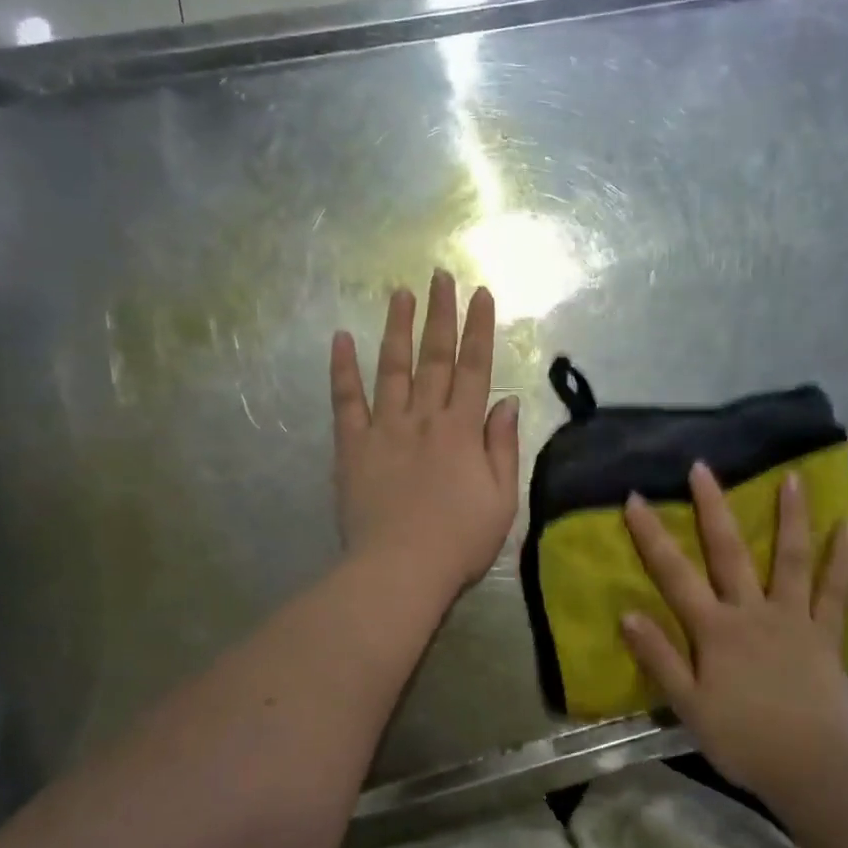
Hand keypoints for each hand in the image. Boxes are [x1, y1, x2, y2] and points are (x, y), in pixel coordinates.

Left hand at [330, 271, 520, 600]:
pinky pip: (345, 402)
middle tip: (439, 276)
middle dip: (439, 314)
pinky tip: (341, 339)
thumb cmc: (459, 541)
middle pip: (434, 358)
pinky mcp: (351, 447)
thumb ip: (502, 447)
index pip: (474, 368)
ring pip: (392, 368)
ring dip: (397, 328)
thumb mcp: (502, 499)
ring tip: (399, 293)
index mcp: (462, 431)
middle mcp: (424, 419)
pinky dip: (343, 369)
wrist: (400, 571)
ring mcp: (384, 429)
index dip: (479, 329)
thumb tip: (505, 402)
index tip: (481, 294)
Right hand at [621, 462, 847, 794]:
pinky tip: (847, 529)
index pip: (674, 574)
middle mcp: (752, 612)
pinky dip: (842, 560)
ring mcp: (793, 619)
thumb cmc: (741, 739)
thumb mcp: (687, 704)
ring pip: (791, 560)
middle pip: (729, 552)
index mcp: (715, 630)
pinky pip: (836, 593)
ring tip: (794, 478)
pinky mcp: (825, 636)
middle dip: (713, 507)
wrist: (809, 768)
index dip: (652, 535)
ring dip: (791, 517)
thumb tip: (627, 612)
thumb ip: (659, 657)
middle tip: (704, 467)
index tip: (637, 498)